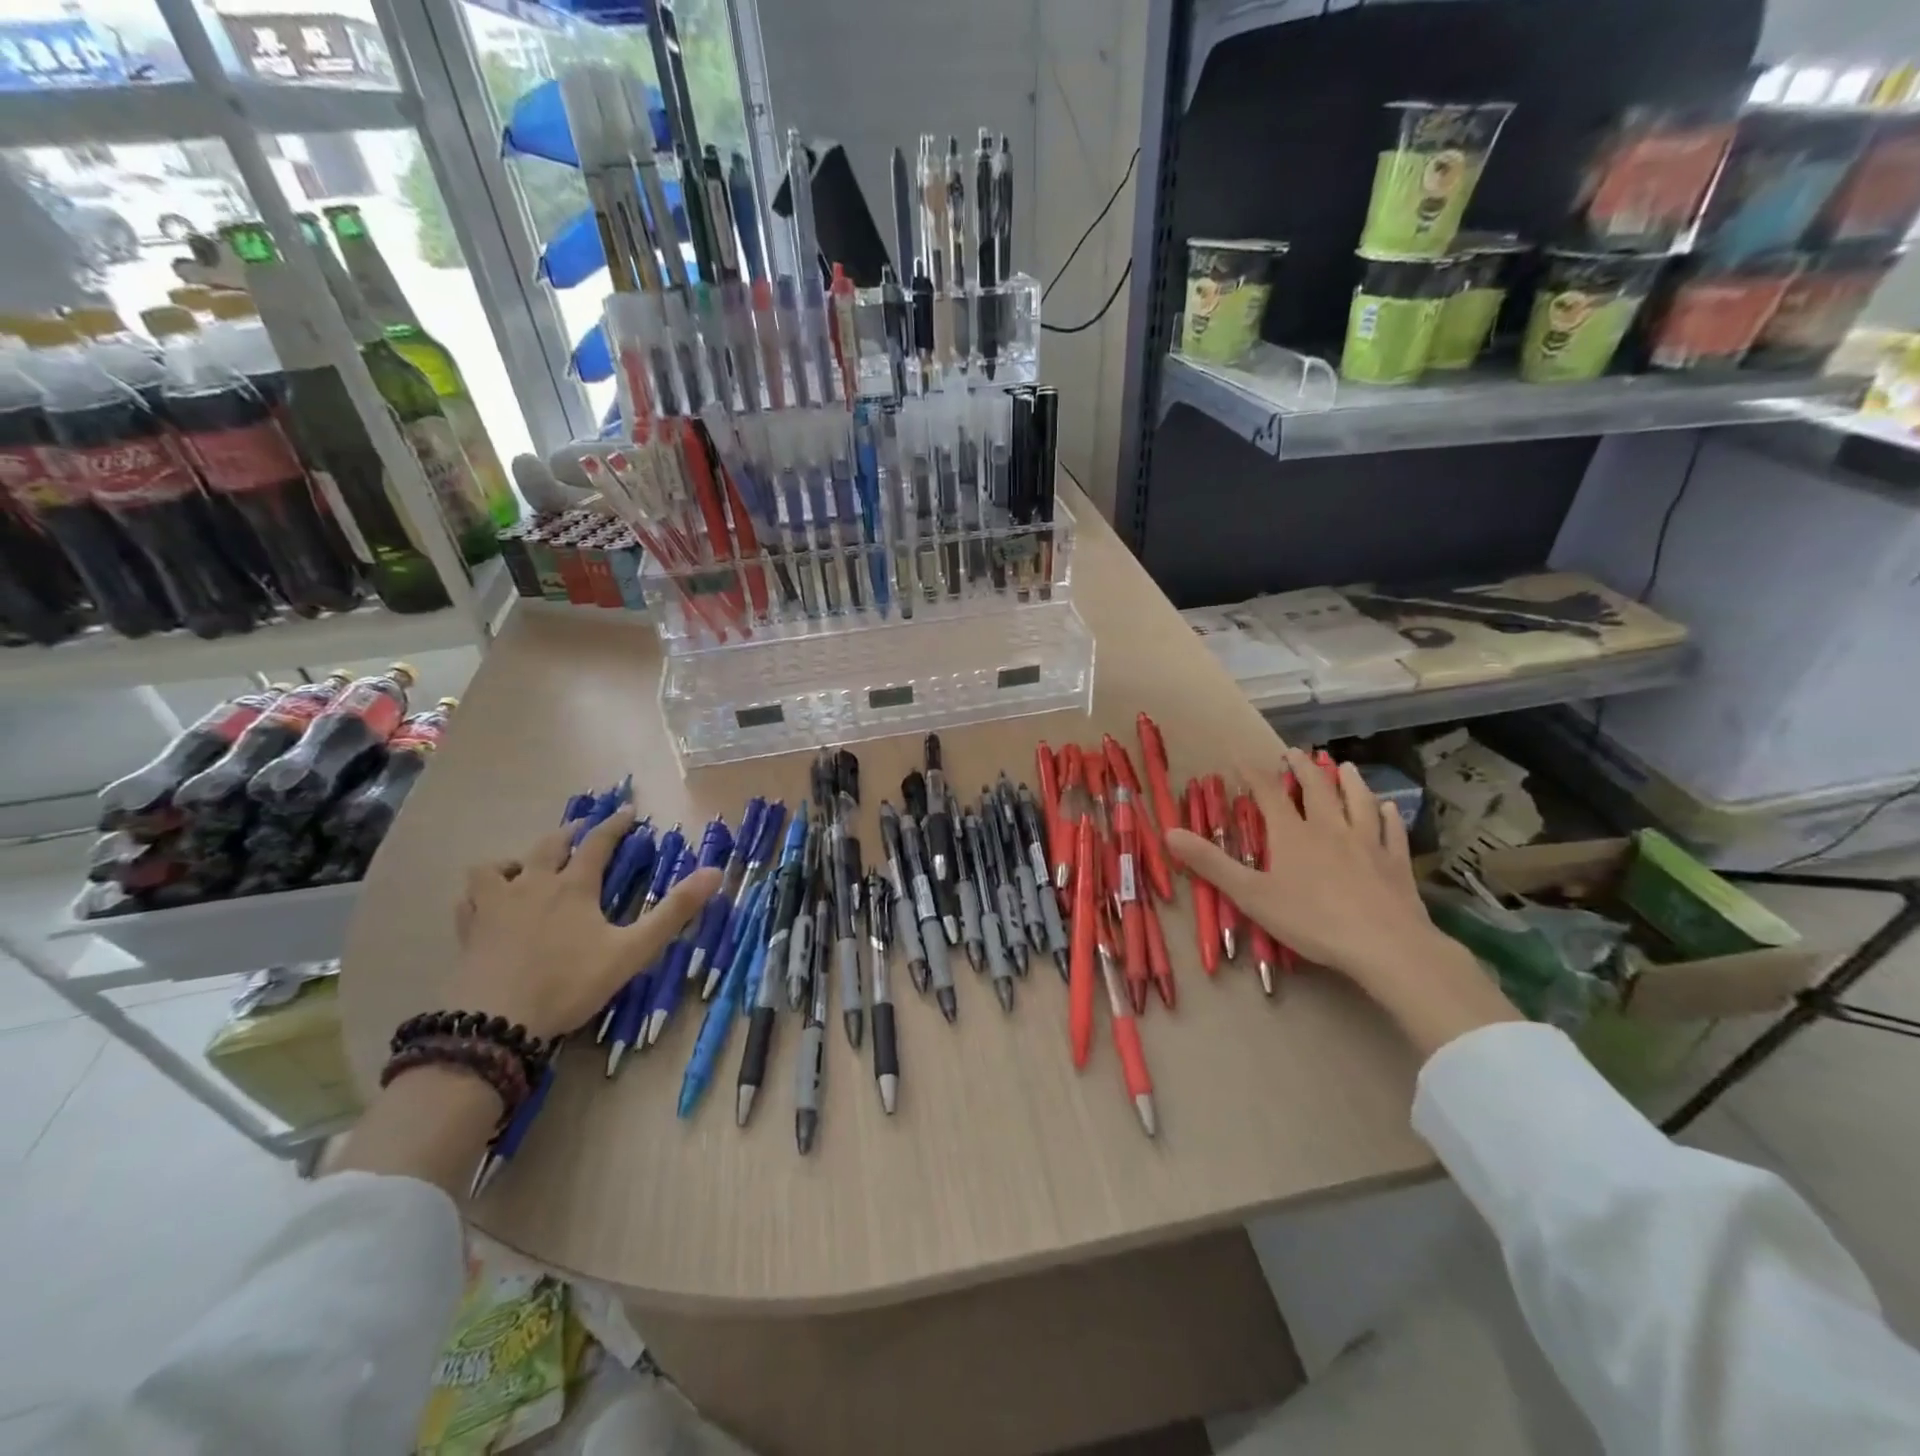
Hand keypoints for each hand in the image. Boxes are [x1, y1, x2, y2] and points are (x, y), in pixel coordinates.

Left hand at [447, 807, 721, 1039]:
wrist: (495, 1023)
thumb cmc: (570, 983)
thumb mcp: (632, 950)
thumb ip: (674, 911)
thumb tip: (715, 872)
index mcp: (574, 886)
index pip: (598, 843)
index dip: (615, 824)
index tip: (628, 810)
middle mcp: (533, 885)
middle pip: (549, 845)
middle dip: (570, 832)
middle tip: (584, 829)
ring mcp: (495, 906)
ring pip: (499, 865)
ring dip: (517, 858)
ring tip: (527, 865)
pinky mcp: (469, 931)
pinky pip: (469, 897)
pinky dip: (482, 891)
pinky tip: (488, 901)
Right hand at [1166, 745, 1518, 1056]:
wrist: (1385, 945)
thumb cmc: (1311, 920)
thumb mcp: (1251, 895)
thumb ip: (1211, 863)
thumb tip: (1169, 832)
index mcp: (1293, 834)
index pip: (1269, 793)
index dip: (1253, 773)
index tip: (1240, 757)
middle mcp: (1330, 828)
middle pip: (1316, 789)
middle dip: (1303, 768)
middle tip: (1295, 752)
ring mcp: (1367, 843)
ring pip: (1359, 802)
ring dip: (1349, 782)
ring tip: (1344, 767)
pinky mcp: (1395, 863)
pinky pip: (1392, 831)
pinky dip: (1389, 816)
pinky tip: (1390, 808)